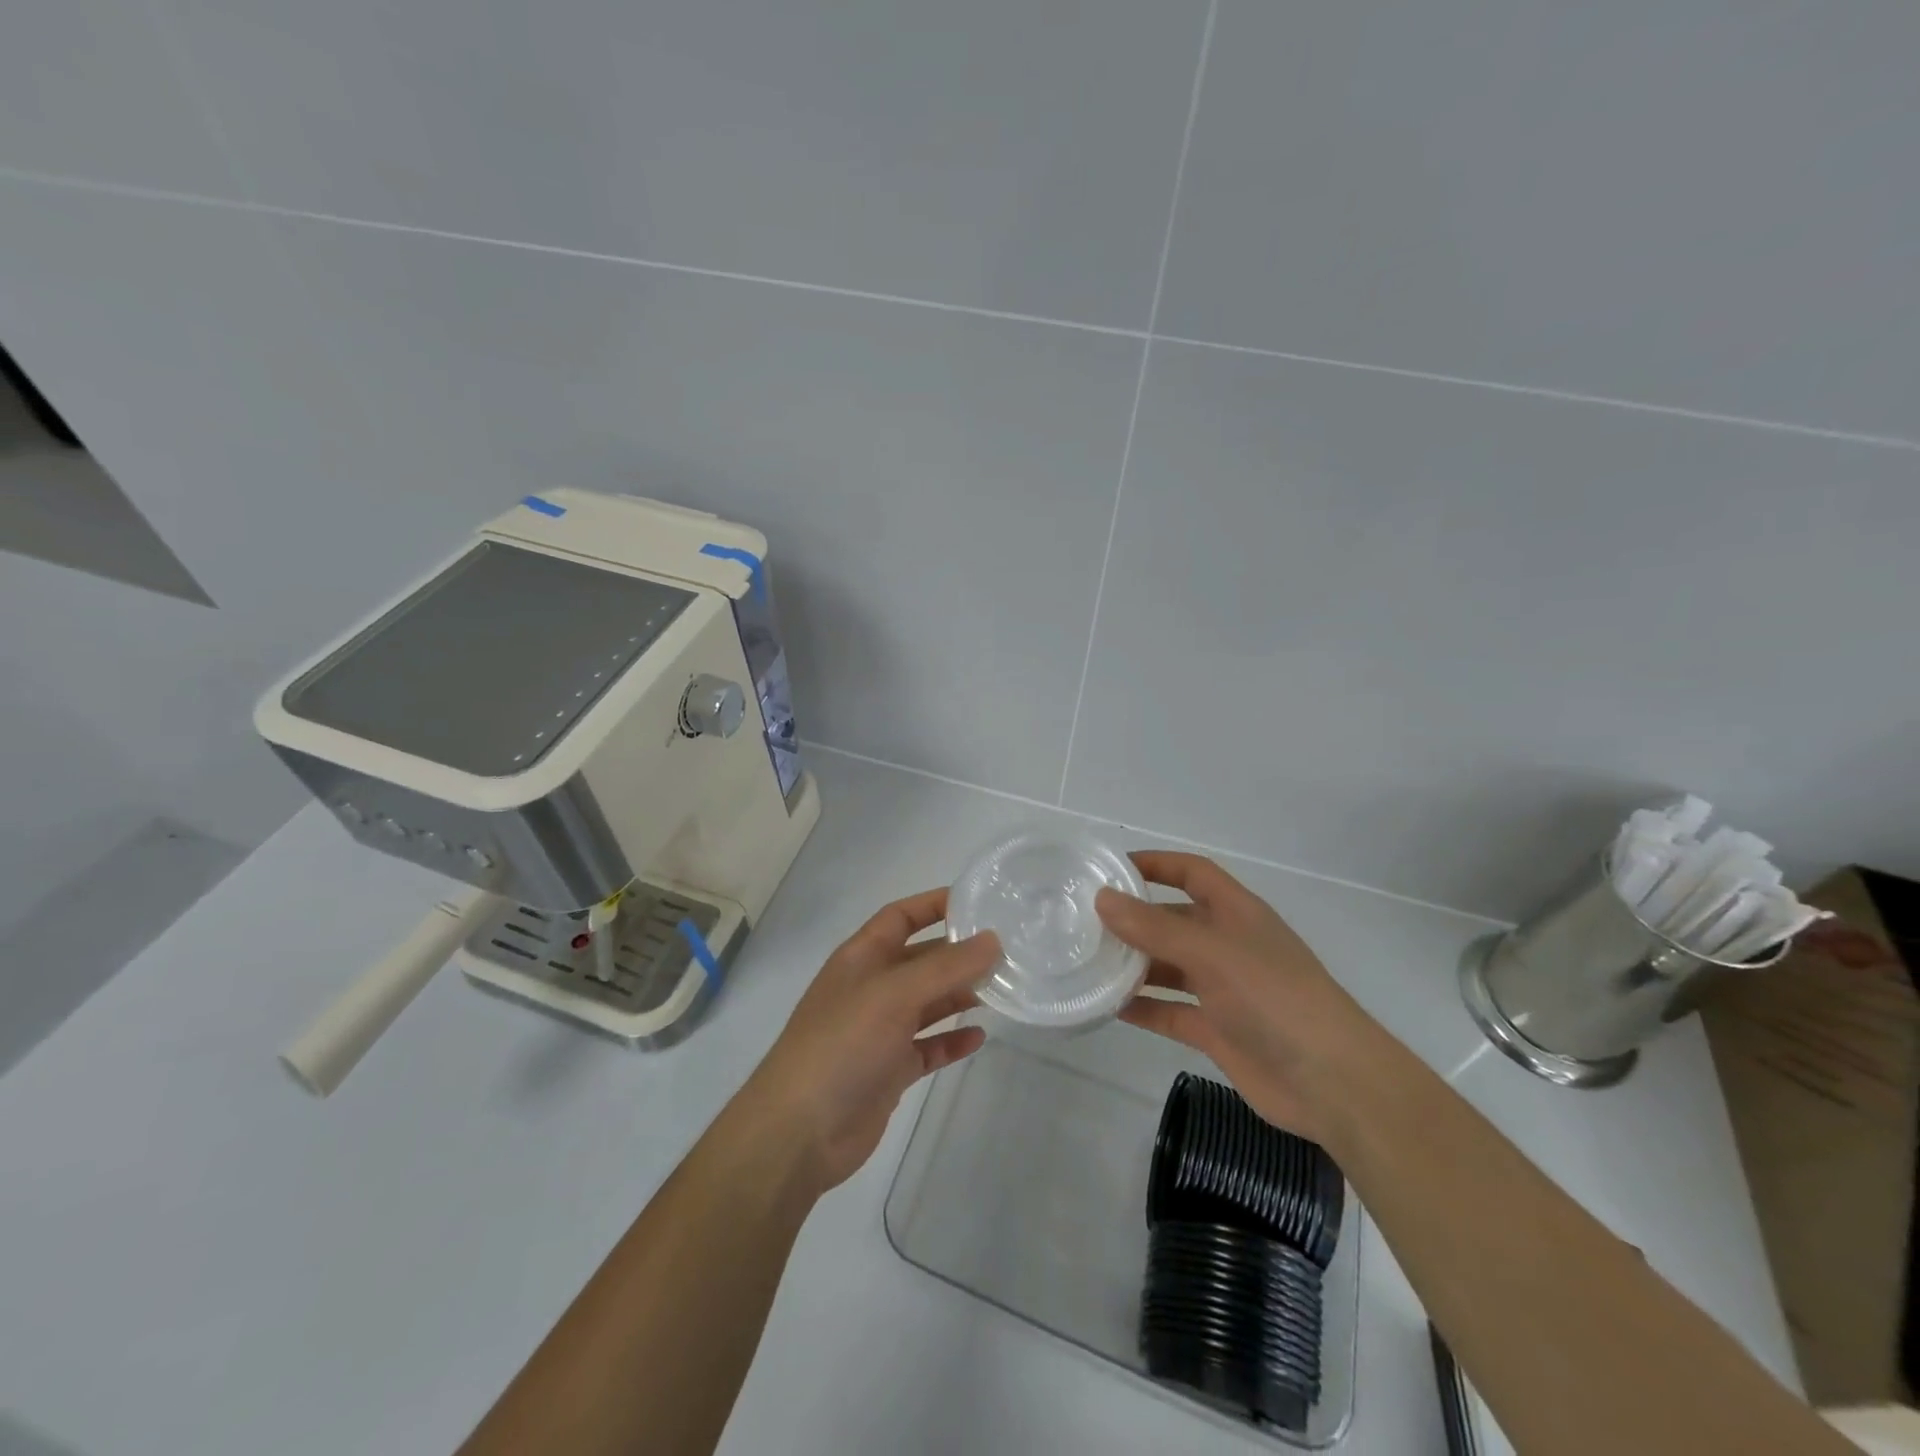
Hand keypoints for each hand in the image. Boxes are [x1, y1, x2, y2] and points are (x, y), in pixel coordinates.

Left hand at [737, 889, 997, 1194]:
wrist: (800, 1132)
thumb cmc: (843, 1044)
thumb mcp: (895, 994)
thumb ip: (946, 967)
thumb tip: (992, 940)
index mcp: (862, 958)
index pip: (901, 916)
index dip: (935, 905)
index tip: (979, 904)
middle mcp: (872, 988)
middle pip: (921, 960)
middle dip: (959, 955)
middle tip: (1007, 953)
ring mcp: (880, 1031)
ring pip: (928, 1003)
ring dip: (960, 996)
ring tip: (1002, 990)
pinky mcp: (889, 1070)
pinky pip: (928, 1047)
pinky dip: (951, 1041)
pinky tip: (979, 1038)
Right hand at [1096, 851, 1389, 1146]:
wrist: (1332, 1082)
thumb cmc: (1274, 998)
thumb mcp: (1210, 952)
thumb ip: (1154, 927)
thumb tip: (1102, 898)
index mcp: (1236, 913)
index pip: (1192, 872)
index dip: (1156, 864)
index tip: (1111, 868)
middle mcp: (1228, 944)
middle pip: (1174, 920)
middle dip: (1134, 919)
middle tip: (1084, 923)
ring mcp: (1223, 989)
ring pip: (1168, 967)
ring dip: (1133, 965)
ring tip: (1087, 964)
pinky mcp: (1217, 1029)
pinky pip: (1170, 1010)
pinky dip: (1142, 1008)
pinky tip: (1107, 1008)